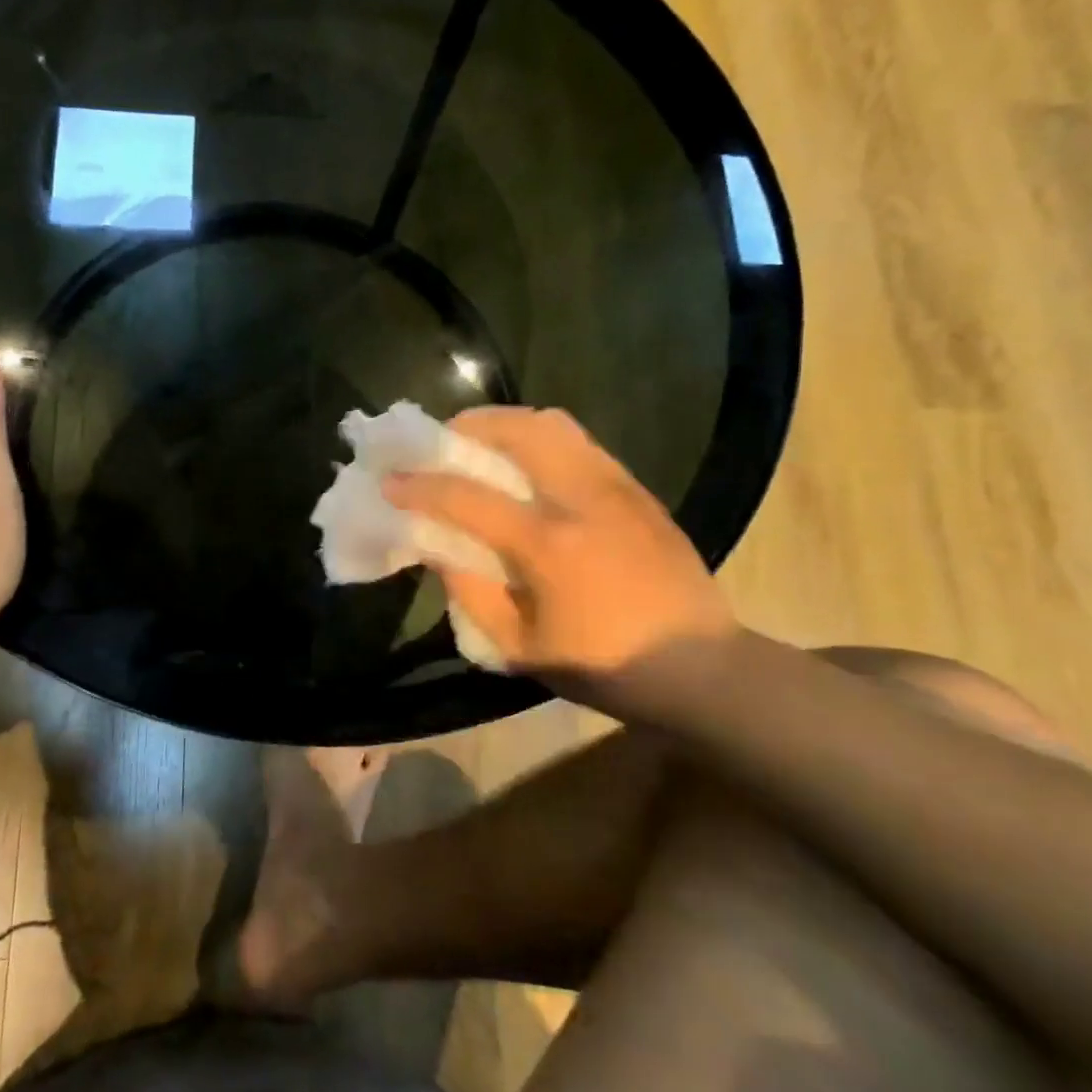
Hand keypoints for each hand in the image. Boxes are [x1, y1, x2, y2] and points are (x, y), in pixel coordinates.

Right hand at [384, 407, 737, 682]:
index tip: (389, 480)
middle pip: (518, 430)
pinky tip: (529, 465)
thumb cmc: (604, 666)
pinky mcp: (637, 489)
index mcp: (548, 544)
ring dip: (507, 424)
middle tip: (441, 443)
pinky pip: (580, 442)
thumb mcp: (519, 647)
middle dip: (468, 427)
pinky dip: (541, 439)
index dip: (420, 486)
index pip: (467, 497)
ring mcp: (615, 486)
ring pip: (554, 424)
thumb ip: (469, 591)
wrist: (702, 667)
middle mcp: (582, 498)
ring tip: (482, 443)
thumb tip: (436, 546)